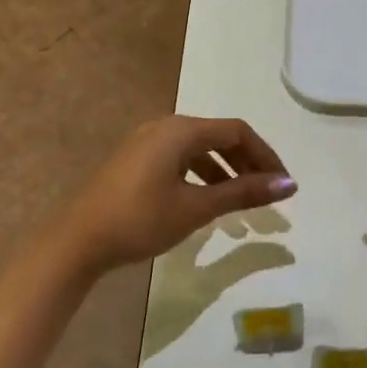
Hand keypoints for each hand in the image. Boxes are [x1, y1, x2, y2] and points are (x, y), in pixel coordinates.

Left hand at [55, 115, 295, 277]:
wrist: (78, 240)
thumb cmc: (140, 219)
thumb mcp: (196, 207)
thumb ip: (243, 192)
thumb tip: (288, 184)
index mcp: (181, 130)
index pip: (237, 131)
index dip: (265, 155)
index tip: (284, 184)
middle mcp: (165, 127)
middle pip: (219, 136)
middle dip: (247, 162)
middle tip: (268, 192)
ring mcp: (147, 142)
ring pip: (199, 148)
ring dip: (226, 169)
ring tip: (243, 199)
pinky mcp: (135, 159)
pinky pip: (180, 157)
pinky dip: (202, 173)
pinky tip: (207, 197)